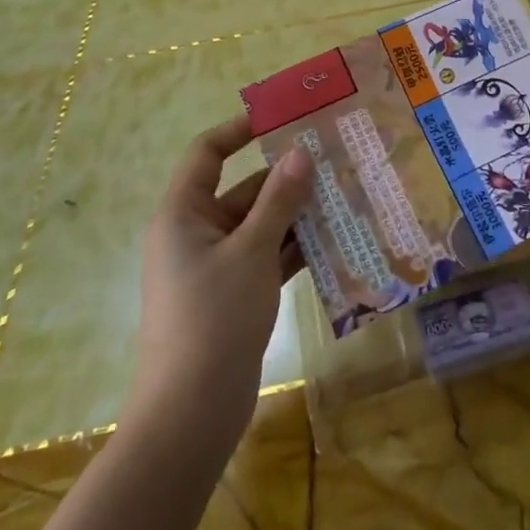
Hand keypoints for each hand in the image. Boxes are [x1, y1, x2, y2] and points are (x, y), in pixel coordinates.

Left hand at [135, 115, 309, 451]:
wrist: (192, 412)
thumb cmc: (214, 318)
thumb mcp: (251, 251)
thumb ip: (278, 200)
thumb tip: (300, 153)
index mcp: (183, 213)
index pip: (207, 153)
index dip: (240, 129)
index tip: (284, 117)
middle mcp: (196, 233)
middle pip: (242, 189)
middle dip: (286, 177)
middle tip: (335, 160)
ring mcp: (215, 265)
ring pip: (260, 224)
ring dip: (297, 214)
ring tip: (346, 194)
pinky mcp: (234, 293)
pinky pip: (267, 256)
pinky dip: (295, 248)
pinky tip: (335, 240)